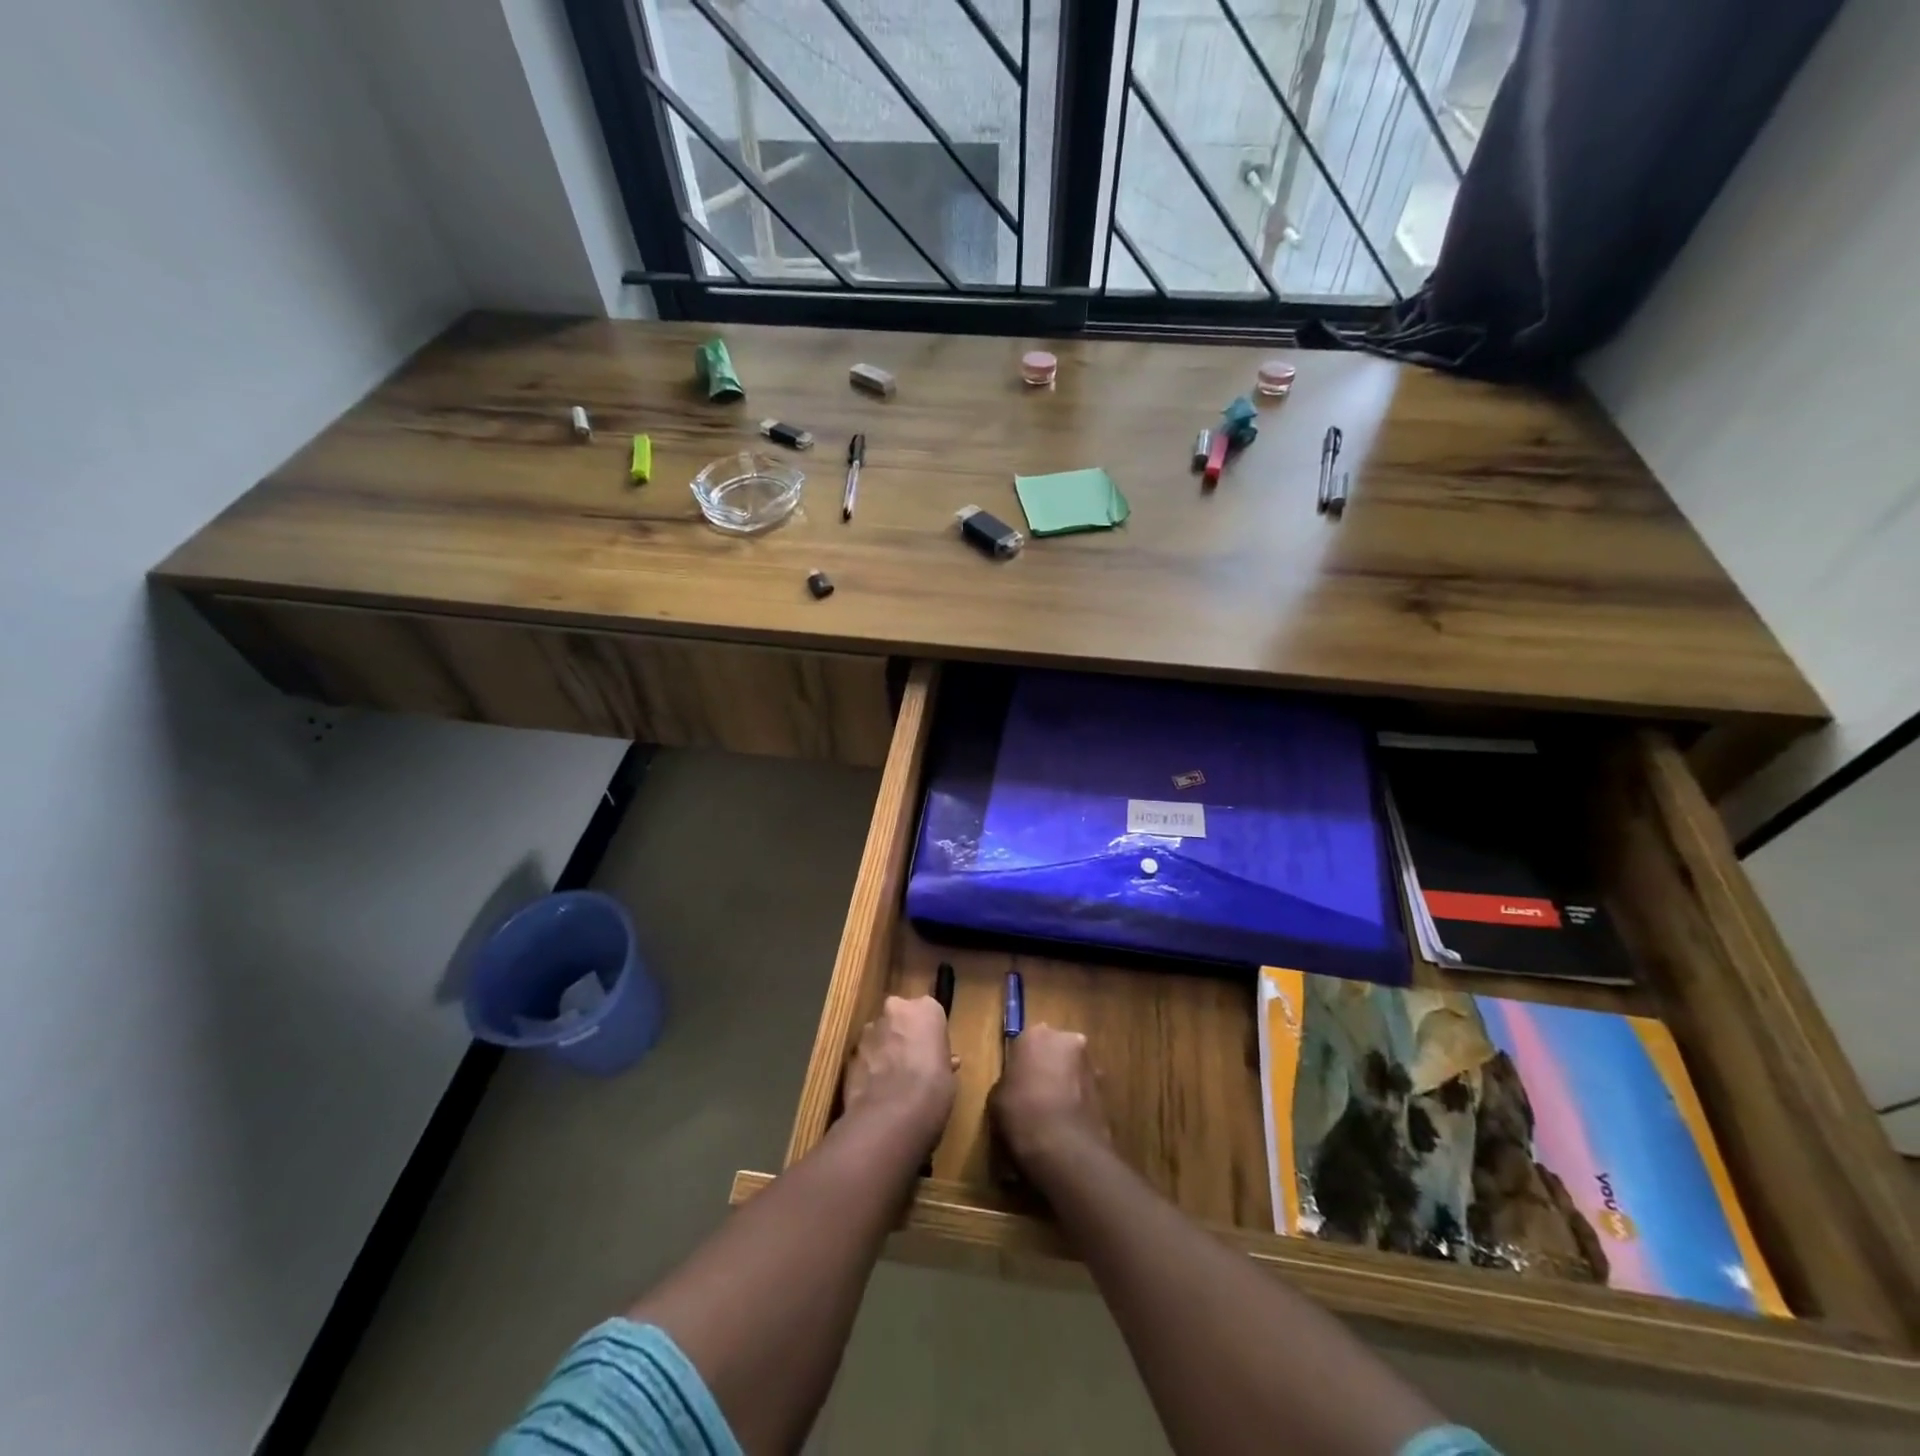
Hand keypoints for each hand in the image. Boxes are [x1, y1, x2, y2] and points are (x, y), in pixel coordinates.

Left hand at [842, 995, 956, 1150]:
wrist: (891, 1115)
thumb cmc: (933, 1089)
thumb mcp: (948, 1075)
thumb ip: (941, 1060)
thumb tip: (944, 1063)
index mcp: (926, 1008)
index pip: (929, 1013)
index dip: (929, 1034)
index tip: (932, 1053)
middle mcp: (895, 1009)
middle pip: (900, 1017)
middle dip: (903, 1035)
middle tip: (911, 1062)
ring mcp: (869, 1030)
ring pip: (879, 1035)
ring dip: (884, 1050)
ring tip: (891, 1081)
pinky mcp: (850, 1052)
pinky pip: (864, 1056)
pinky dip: (869, 1067)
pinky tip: (876, 1091)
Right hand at [990, 1023, 1110, 1176]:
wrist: (1063, 1148)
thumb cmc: (1020, 1113)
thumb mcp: (997, 1097)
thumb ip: (1009, 1083)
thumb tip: (1017, 1089)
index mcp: (1036, 1035)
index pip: (1027, 1043)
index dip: (1022, 1063)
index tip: (1018, 1082)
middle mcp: (1067, 1041)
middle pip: (1056, 1051)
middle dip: (1050, 1068)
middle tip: (1037, 1095)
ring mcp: (1091, 1067)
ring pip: (1074, 1072)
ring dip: (1067, 1086)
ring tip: (1054, 1116)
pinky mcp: (1107, 1093)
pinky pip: (1086, 1095)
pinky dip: (1079, 1105)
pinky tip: (1067, 1127)